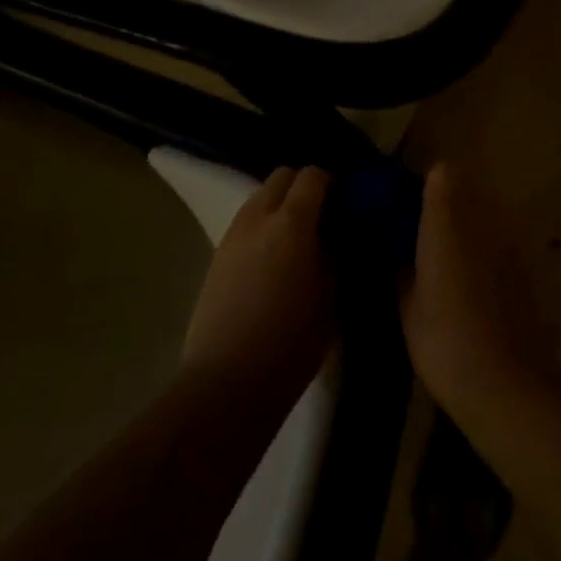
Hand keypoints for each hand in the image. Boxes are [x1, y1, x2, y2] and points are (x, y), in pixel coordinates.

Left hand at [181, 166, 334, 403]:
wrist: (226, 384)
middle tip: (321, 217)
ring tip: (294, 239)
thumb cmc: (290, 344)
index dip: (331, 183)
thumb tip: (339, 238)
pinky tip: (271, 260)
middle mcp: (259, 216)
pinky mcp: (216, 255)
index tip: (343, 204)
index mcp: (292, 222)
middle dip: (302, 187)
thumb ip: (336, 256)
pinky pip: (245, 222)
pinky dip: (261, 225)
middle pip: (281, 176)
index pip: (312, 176)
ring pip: (259, 197)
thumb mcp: (330, 299)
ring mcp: (233, 234)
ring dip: (279, 204)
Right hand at [400, 164, 550, 420]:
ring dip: (460, 223)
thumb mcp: (407, 302)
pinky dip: (479, 247)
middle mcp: (480, 216)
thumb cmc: (444, 338)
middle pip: (461, 187)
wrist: (506, 383)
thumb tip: (390, 244)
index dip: (419, 184)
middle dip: (439, 202)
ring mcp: (506, 238)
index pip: (439, 172)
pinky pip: (494, 238)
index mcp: (446, 218)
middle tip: (415, 233)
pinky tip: (465, 282)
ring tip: (439, 258)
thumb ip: (398, 262)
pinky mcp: (522, 263)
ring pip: (479, 212)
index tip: (399, 206)